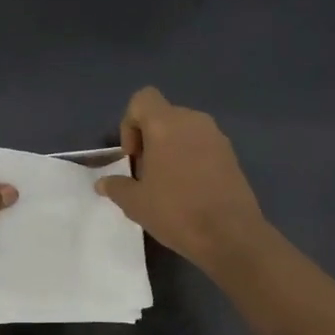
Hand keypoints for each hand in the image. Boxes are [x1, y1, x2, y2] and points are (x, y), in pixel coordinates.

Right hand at [95, 87, 268, 273]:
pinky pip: (202, 146)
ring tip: (168, 185)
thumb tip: (103, 183)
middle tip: (146, 175)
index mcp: (166, 124)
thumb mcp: (135, 203)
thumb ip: (116, 186)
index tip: (133, 156)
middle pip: (163, 116)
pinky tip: (190, 191)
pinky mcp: (232, 155)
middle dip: (150, 140)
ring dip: (171, 149)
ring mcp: (217, 136)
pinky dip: (191, 159)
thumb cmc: (176, 212)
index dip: (130, 123)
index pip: (142, 99)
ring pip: (184, 131)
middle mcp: (193, 121)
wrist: (230, 235)